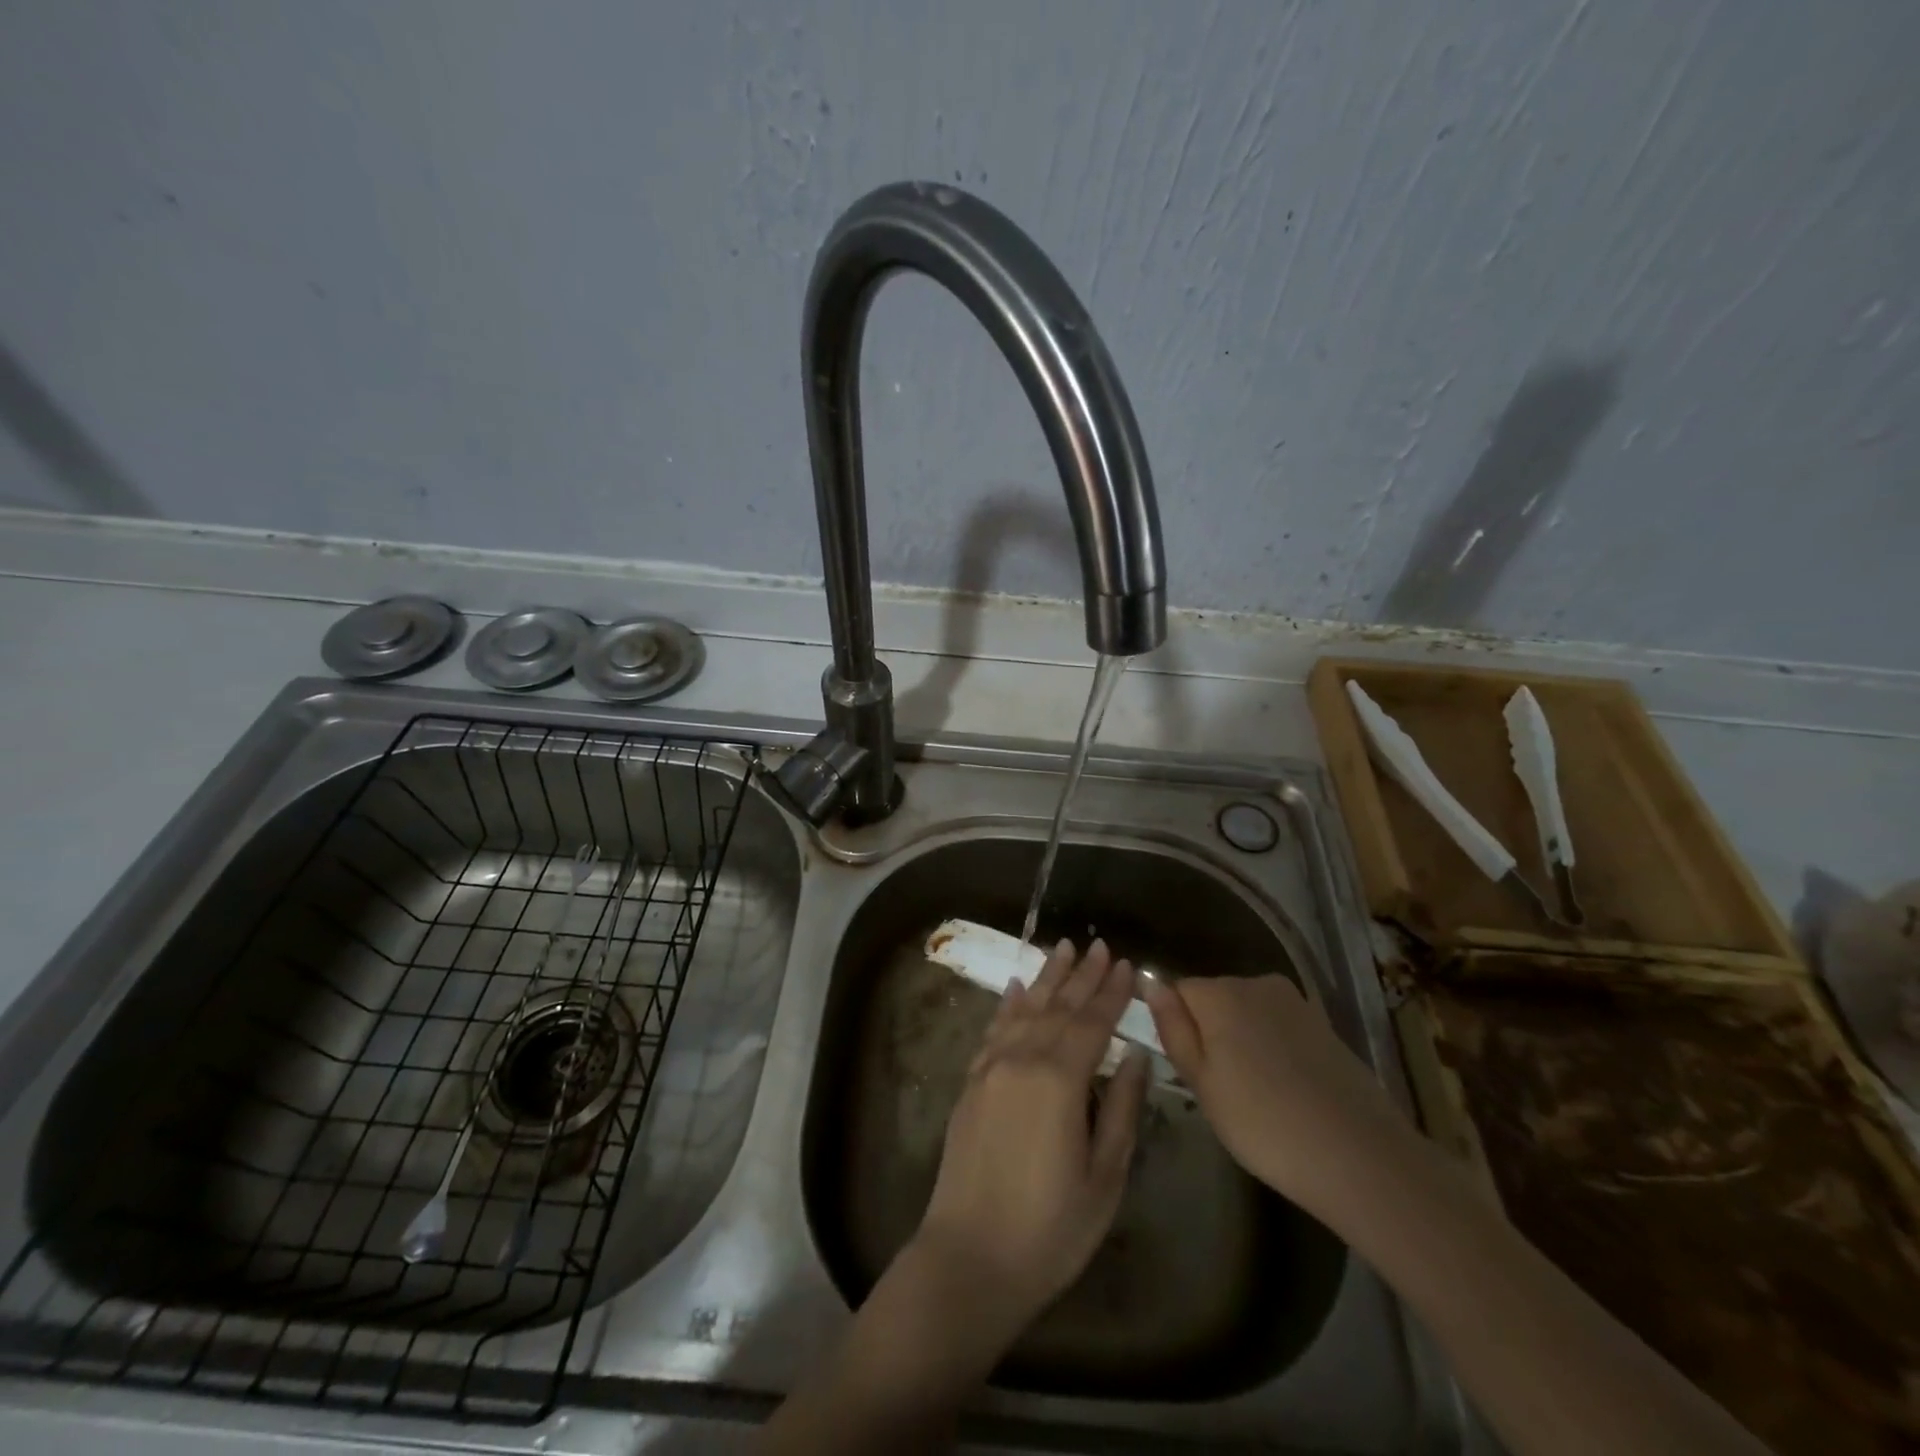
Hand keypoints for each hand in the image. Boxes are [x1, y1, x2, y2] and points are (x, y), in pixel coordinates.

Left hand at [910, 938, 1150, 1341]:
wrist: (969, 1258)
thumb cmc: (1050, 1228)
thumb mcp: (1104, 1177)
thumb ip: (1120, 1109)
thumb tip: (1136, 1058)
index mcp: (1059, 1080)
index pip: (1092, 1023)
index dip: (1111, 993)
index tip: (1126, 964)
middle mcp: (1021, 1060)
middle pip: (1057, 1007)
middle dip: (1081, 975)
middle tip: (1099, 944)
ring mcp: (990, 1068)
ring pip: (1024, 1009)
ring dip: (1045, 978)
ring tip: (1062, 948)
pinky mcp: (971, 1083)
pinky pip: (992, 1030)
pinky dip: (1007, 1005)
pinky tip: (1015, 987)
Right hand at [1140, 973, 1408, 1214]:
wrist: (1359, 1156)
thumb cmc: (1263, 1123)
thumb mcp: (1201, 1083)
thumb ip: (1173, 1029)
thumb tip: (1150, 984)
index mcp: (1219, 993)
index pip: (1177, 991)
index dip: (1176, 1027)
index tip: (1187, 1068)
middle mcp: (1255, 983)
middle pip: (1214, 998)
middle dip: (1209, 1031)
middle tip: (1218, 1088)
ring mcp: (1294, 1003)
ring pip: (1248, 1013)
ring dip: (1242, 1041)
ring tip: (1254, 1094)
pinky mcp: (1323, 1025)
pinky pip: (1279, 1027)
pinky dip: (1274, 1050)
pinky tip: (1286, 1091)